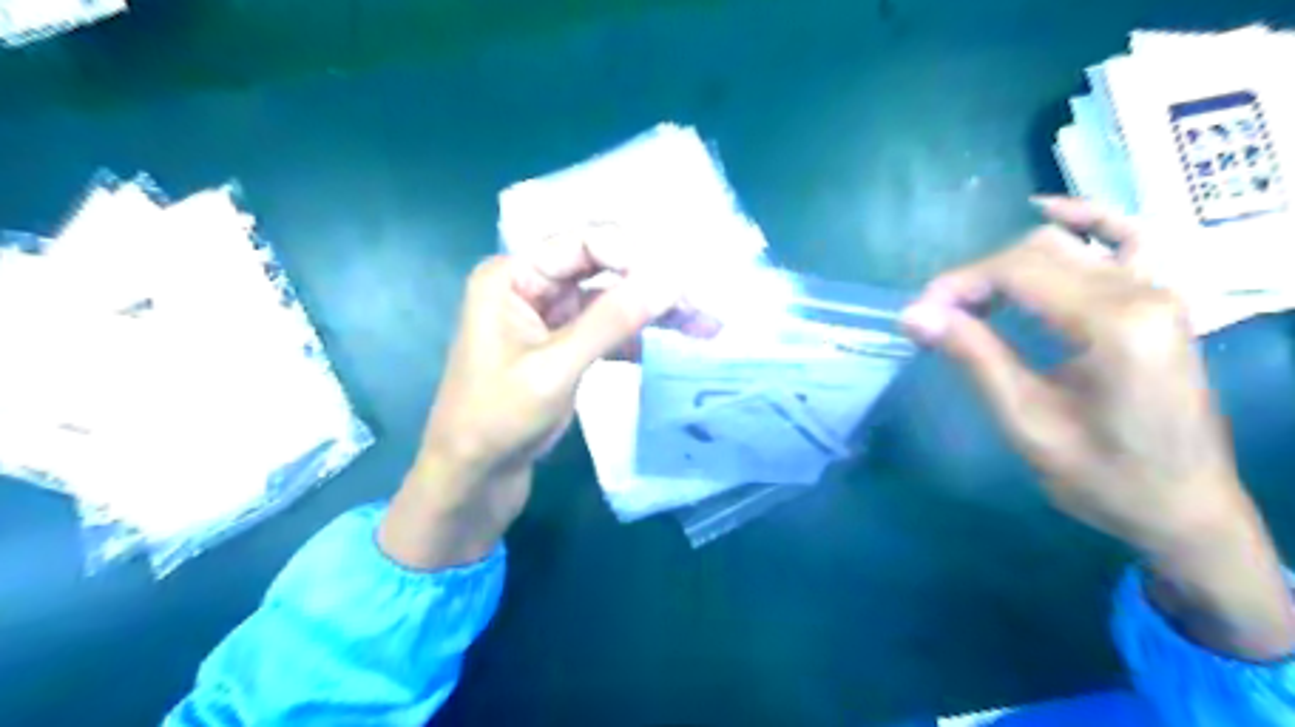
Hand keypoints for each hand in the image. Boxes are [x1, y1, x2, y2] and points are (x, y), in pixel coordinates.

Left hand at [377, 231, 678, 568]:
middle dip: (652, 287)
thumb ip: (612, 320)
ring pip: (611, 303)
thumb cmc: (498, 419)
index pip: (582, 244)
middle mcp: (531, 287)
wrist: (472, 478)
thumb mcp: (556, 367)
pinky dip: (637, 338)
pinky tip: (672, 346)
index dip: (634, 255)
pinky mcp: (562, 348)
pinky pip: (606, 331)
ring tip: (706, 326)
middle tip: (702, 305)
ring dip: (654, 314)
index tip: (681, 279)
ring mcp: (549, 318)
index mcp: (513, 276)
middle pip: (602, 271)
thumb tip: (670, 279)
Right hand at [904, 196, 1294, 658]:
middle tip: (937, 320)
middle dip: (976, 278)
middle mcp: (1144, 291)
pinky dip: (1086, 221)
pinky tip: (1051, 211)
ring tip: (972, 303)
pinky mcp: (1161, 301)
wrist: (1186, 509)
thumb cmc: (1104, 479)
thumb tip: (914, 315)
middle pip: (1037, 251)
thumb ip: (974, 358)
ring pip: (1066, 244)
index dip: (957, 285)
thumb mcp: (1027, 423)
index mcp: (1114, 324)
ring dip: (1008, 265)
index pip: (1018, 270)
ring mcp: (1160, 291)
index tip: (918, 317)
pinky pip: (1126, 238)